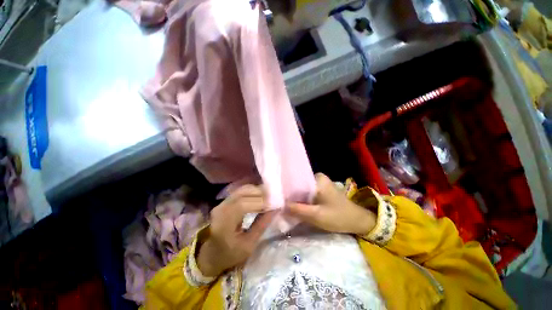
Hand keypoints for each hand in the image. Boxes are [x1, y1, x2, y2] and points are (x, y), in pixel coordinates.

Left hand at [197, 185, 273, 276]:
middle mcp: (221, 208)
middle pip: (243, 193)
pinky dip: (252, 191)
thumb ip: (262, 225)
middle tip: (274, 198)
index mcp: (224, 223)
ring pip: (242, 189)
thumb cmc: (230, 254)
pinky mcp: (225, 201)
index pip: (242, 205)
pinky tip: (260, 196)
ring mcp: (222, 202)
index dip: (260, 202)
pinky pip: (241, 191)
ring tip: (269, 197)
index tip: (274, 204)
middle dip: (261, 194)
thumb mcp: (249, 245)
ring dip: (257, 191)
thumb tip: (276, 209)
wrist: (212, 254)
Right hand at [288, 173, 376, 235]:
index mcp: (317, 179)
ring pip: (302, 190)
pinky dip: (302, 199)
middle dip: (290, 195)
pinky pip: (307, 193)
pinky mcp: (321, 189)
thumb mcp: (317, 216)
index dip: (286, 190)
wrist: (357, 221)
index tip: (278, 198)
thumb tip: (281, 206)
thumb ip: (298, 210)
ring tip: (285, 205)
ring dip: (296, 198)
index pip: (296, 180)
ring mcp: (320, 183)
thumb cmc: (339, 217)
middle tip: (280, 204)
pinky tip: (296, 205)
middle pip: (298, 185)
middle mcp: (317, 177)